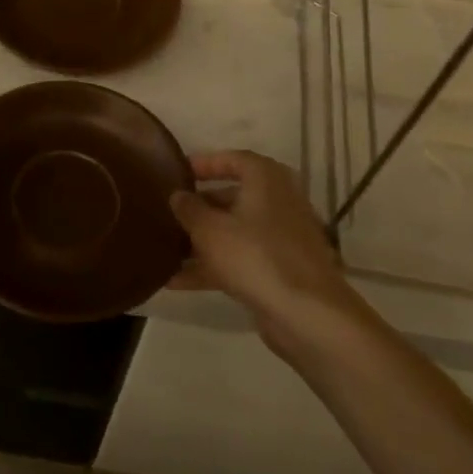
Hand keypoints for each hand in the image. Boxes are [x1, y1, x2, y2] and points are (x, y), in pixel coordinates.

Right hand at [168, 151, 353, 348]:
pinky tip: (176, 282)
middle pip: (233, 197)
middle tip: (169, 213)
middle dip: (200, 206)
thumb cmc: (255, 256)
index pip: (234, 159)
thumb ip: (189, 209)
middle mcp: (278, 203)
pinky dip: (213, 266)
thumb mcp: (210, 229)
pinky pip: (240, 259)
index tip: (179, 172)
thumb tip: (178, 195)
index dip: (205, 163)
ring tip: (166, 249)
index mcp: (266, 180)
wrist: (307, 313)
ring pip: (235, 231)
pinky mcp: (280, 269)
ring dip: (202, 240)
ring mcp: (281, 238)